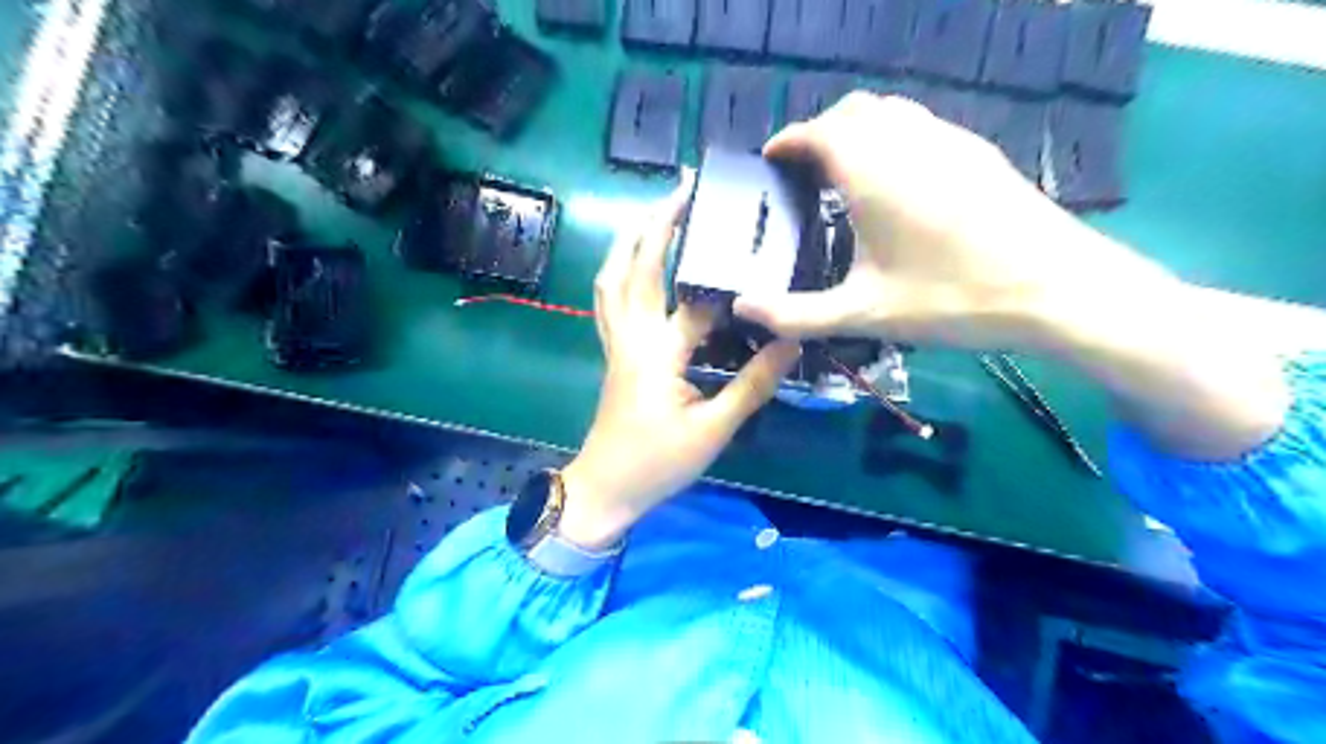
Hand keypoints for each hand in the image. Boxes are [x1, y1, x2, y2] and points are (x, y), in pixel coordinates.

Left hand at [557, 174, 795, 547]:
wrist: (604, 488)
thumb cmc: (658, 463)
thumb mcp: (713, 430)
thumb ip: (752, 385)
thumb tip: (788, 344)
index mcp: (659, 353)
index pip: (695, 302)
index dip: (725, 278)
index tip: (751, 242)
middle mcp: (632, 337)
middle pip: (636, 267)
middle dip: (657, 222)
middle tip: (682, 188)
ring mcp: (616, 342)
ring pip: (612, 278)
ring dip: (630, 239)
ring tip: (654, 212)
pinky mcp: (612, 351)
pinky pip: (609, 298)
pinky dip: (620, 269)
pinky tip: (635, 262)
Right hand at [731, 92, 1173, 352]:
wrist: (1057, 288)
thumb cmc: (953, 298)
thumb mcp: (865, 313)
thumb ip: (797, 313)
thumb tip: (742, 310)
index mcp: (873, 171)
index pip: (818, 131)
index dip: (788, 140)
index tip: (770, 160)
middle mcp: (908, 140)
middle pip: (853, 111)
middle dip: (820, 131)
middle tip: (803, 172)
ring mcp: (949, 140)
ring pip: (891, 111)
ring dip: (858, 130)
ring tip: (844, 174)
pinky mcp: (977, 151)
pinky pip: (920, 124)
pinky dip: (892, 138)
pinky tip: (895, 183)